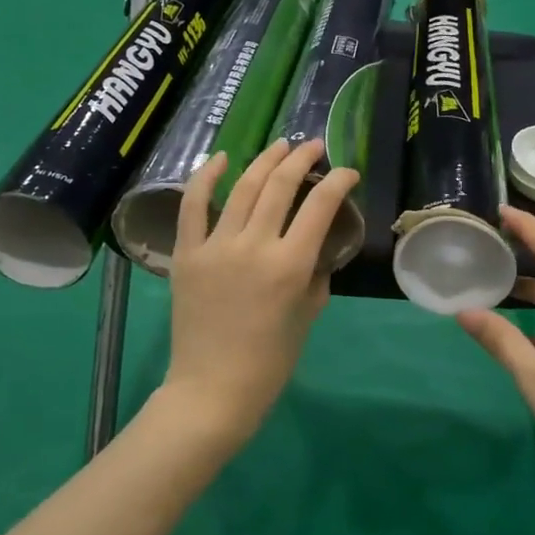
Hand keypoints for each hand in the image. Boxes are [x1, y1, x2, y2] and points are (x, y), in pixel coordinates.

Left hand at [163, 139, 359, 441]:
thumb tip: (316, 247)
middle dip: (302, 159)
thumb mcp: (308, 315)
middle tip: (313, 147)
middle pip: (280, 186)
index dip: (338, 181)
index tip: (348, 173)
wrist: (212, 389)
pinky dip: (204, 177)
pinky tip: (220, 158)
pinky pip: (192, 206)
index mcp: (290, 265)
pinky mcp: (186, 253)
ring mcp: (215, 246)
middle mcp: (254, 246)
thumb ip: (316, 274)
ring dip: (265, 160)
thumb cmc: (269, 361)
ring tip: (280, 145)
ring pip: (242, 187)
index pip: (320, 205)